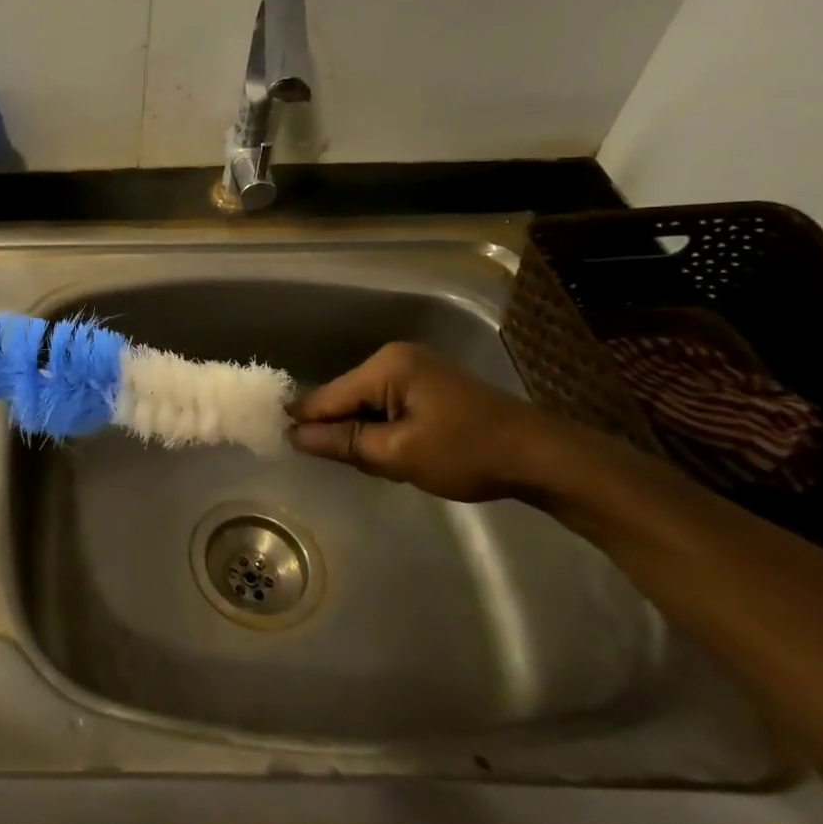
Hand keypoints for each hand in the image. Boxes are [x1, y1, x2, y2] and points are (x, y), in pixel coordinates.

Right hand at [288, 341, 568, 503]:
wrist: (543, 458)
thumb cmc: (468, 453)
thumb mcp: (399, 454)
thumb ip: (343, 443)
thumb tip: (294, 436)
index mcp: (386, 365)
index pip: (327, 395)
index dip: (305, 422)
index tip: (278, 443)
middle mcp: (395, 358)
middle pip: (345, 398)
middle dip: (340, 431)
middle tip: (342, 466)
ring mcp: (415, 370)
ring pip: (366, 405)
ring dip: (363, 433)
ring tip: (374, 464)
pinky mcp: (429, 386)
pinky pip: (387, 406)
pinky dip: (383, 429)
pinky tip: (394, 452)